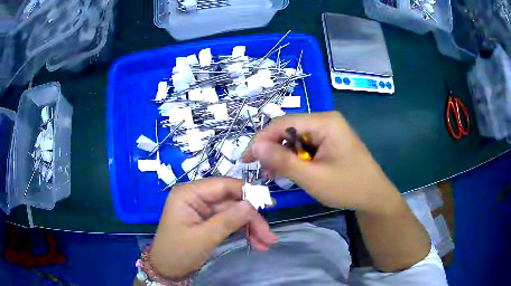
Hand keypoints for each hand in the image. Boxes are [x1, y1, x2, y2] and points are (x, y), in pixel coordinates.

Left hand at [149, 178, 276, 277]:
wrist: (167, 270)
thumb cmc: (178, 252)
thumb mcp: (203, 238)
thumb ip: (228, 220)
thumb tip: (252, 204)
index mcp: (189, 193)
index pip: (223, 185)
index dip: (247, 192)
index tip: (269, 203)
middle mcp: (197, 197)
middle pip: (232, 201)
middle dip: (252, 218)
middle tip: (269, 235)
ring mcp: (204, 210)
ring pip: (234, 213)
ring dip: (251, 227)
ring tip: (266, 242)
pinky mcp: (209, 221)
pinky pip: (230, 222)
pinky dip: (244, 232)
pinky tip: (257, 243)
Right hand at [243, 112, 399, 212]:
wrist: (374, 196)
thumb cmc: (347, 187)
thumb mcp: (312, 177)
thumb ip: (282, 160)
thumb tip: (254, 146)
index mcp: (324, 122)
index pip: (283, 123)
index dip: (261, 140)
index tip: (246, 159)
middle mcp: (326, 120)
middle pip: (289, 129)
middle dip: (272, 149)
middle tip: (260, 169)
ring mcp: (329, 130)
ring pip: (295, 138)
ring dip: (282, 155)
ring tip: (272, 173)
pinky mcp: (330, 141)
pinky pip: (305, 145)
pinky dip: (294, 158)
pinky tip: (288, 170)